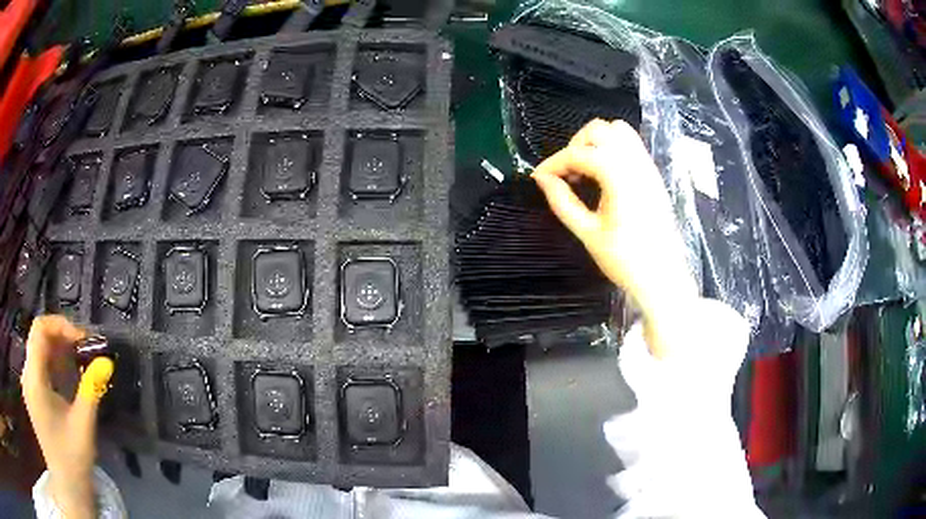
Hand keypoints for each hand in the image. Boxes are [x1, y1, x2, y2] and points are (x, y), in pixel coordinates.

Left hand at [21, 315, 113, 518]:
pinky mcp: (31, 394)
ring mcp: (28, 385)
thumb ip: (91, 390)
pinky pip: (39, 367)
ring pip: (39, 351)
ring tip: (79, 364)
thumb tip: (107, 361)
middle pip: (39, 338)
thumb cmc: (73, 460)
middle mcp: (27, 375)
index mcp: (34, 380)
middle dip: (62, 338)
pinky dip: (53, 365)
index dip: (60, 325)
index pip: (40, 329)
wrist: (67, 487)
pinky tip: (68, 379)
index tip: (83, 340)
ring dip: (58, 352)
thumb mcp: (83, 426)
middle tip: (85, 351)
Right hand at [532, 119, 697, 357]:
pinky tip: (604, 174)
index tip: (539, 178)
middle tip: (567, 174)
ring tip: (585, 169)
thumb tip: (543, 180)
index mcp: (618, 176)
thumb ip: (562, 201)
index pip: (578, 153)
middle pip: (599, 130)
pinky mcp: (653, 175)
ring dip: (596, 142)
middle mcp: (635, 163)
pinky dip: (612, 148)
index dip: (554, 163)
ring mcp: (647, 167)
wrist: (662, 278)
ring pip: (618, 130)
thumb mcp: (587, 232)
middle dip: (576, 145)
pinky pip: (632, 145)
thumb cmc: (625, 259)